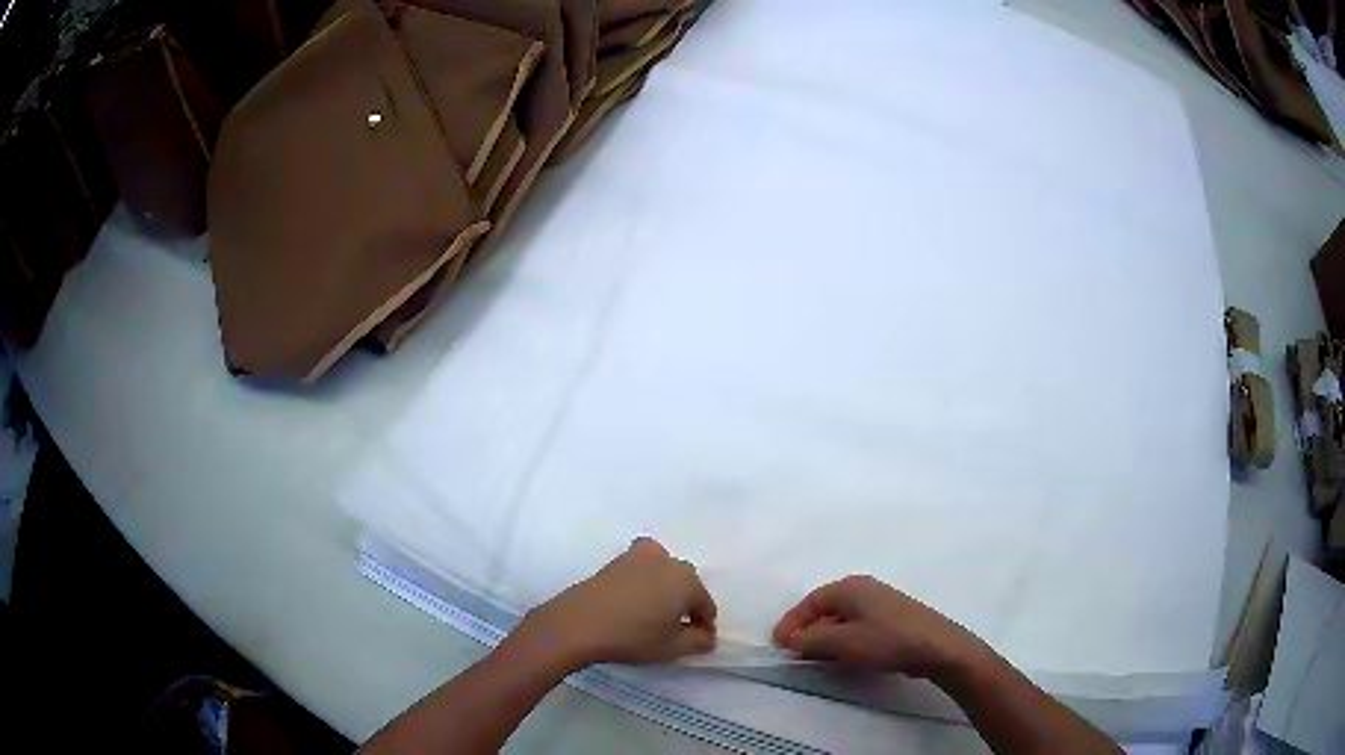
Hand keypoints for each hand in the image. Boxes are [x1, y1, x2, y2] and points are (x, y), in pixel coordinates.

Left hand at [513, 537, 716, 666]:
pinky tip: (633, 605)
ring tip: (652, 617)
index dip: (704, 627)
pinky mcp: (615, 561)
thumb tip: (706, 636)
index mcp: (687, 580)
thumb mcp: (673, 647)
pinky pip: (640, 572)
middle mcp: (667, 560)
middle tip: (674, 631)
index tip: (696, 643)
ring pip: (663, 575)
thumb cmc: (633, 636)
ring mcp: (638, 556)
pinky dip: (643, 584)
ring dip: (664, 592)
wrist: (578, 624)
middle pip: (686, 586)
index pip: (706, 606)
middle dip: (685, 607)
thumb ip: (699, 641)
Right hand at [772, 575, 984, 678]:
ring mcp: (880, 603)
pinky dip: (845, 640)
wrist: (936, 647)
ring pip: (841, 619)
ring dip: (826, 638)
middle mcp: (863, 589)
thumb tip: (790, 638)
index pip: (810, 602)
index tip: (779, 645)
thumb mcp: (842, 642)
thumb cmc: (886, 640)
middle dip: (808, 631)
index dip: (791, 622)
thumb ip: (810, 639)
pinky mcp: (891, 619)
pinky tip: (846, 658)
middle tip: (796, 655)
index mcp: (849, 587)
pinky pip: (857, 626)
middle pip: (825, 609)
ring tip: (818, 659)